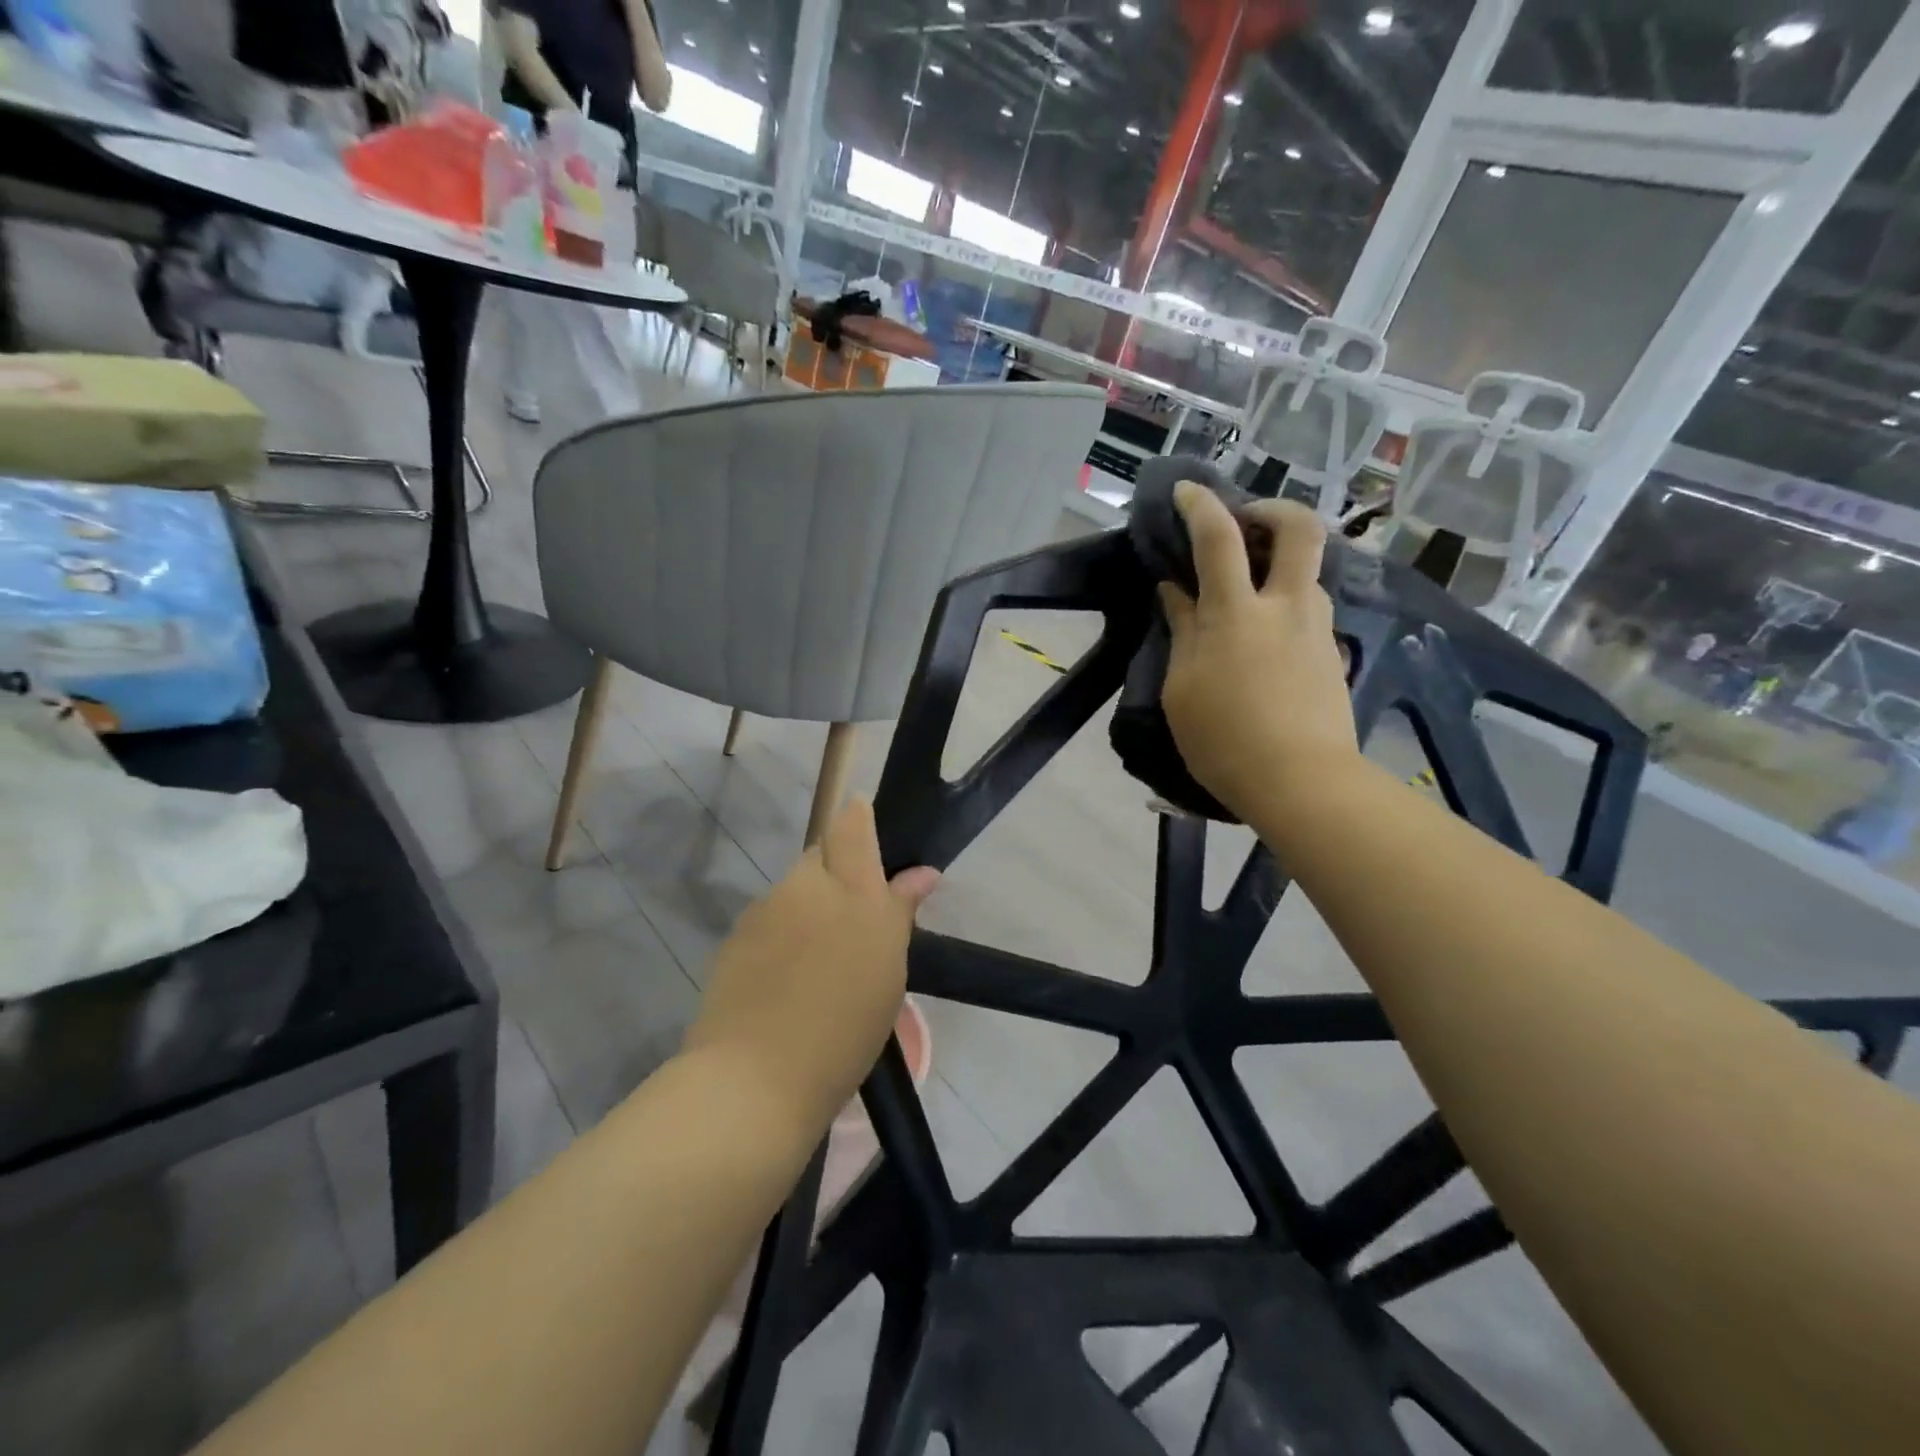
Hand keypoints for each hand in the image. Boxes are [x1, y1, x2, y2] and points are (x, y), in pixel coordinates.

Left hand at [684, 801, 938, 1127]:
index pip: (851, 825)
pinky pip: (769, 919)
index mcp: (852, 890)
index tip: (867, 826)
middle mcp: (805, 887)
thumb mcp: (888, 971)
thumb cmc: (844, 1029)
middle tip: (852, 919)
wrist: (755, 1079)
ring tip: (817, 959)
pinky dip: (783, 934)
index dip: (858, 819)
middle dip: (836, 872)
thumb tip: (922, 873)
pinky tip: (785, 977)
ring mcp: (764, 911)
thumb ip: (900, 911)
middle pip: (819, 855)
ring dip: (808, 906)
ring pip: (794, 889)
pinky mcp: (735, 937)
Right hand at [1158, 483, 1358, 820]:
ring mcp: (1317, 630)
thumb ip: (1183, 631)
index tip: (1185, 490)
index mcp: (1237, 612)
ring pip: (1309, 573)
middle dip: (1274, 509)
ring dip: (1280, 566)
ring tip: (1249, 593)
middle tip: (1246, 521)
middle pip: (1301, 528)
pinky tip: (1266, 641)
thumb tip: (1176, 592)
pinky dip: (1286, 607)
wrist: (1302, 784)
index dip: (1199, 505)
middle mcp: (1287, 606)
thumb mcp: (1183, 688)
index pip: (1218, 537)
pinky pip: (1309, 613)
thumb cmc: (1225, 740)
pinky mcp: (1332, 656)